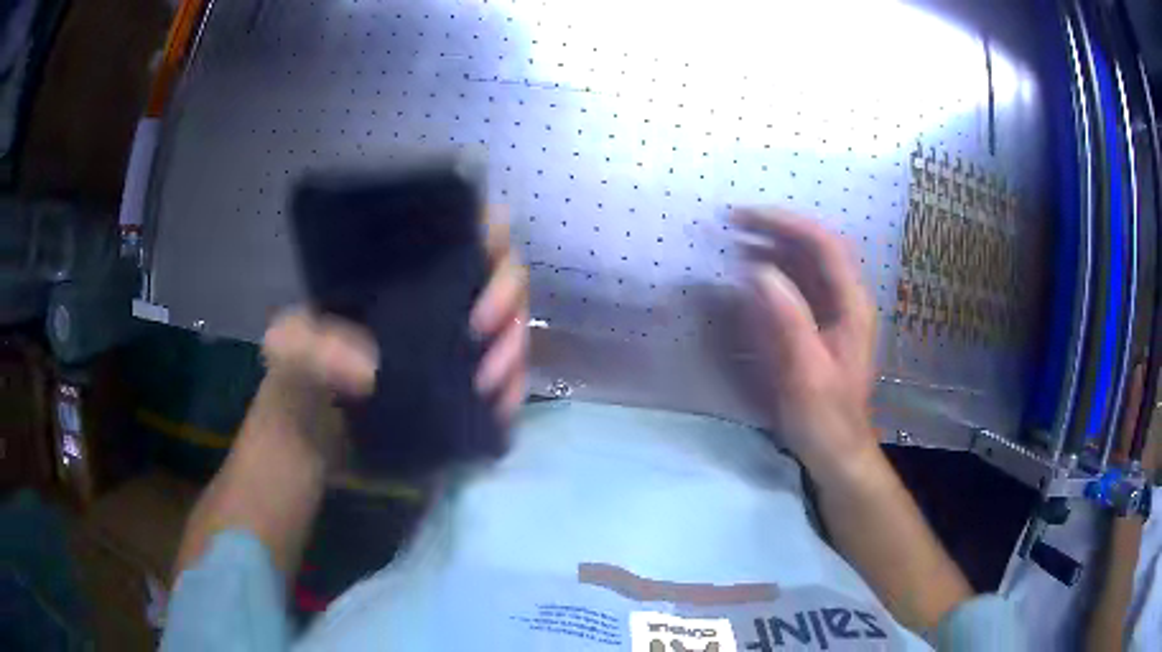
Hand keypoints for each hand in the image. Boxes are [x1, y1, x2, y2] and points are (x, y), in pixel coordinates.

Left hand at [262, 208, 528, 424]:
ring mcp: (455, 345)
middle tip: (484, 331)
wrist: (309, 440)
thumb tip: (369, 369)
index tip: (489, 250)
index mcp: (400, 272)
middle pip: (499, 277)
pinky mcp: (464, 388)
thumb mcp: (289, 350)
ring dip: (513, 350)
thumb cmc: (297, 378)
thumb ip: (310, 347)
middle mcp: (437, 300)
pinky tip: (501, 407)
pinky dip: (513, 391)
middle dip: (506, 299)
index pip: (457, 231)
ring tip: (489, 383)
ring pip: (511, 328)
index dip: (486, 229)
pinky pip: (506, 380)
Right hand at [735, 207, 878, 479]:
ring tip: (735, 242)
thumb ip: (789, 321)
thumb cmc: (825, 418)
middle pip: (815, 248)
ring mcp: (833, 313)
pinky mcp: (818, 327)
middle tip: (733, 224)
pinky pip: (796, 288)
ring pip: (805, 265)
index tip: (746, 218)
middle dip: (776, 230)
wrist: (836, 452)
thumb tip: (760, 272)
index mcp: (852, 306)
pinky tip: (748, 276)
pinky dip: (771, 274)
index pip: (825, 246)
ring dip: (772, 248)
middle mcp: (845, 301)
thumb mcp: (806, 374)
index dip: (787, 224)